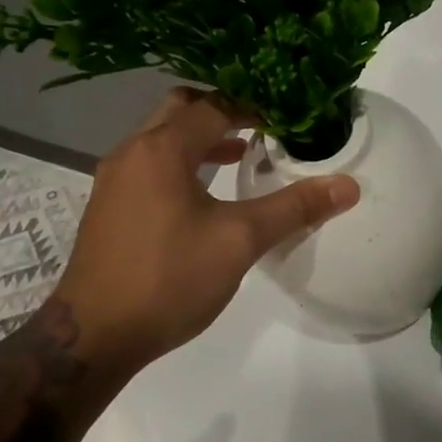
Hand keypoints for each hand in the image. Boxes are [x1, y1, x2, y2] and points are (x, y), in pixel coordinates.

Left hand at [52, 88, 359, 371]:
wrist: (94, 336)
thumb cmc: (168, 278)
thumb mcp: (240, 241)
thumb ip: (294, 207)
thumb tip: (348, 186)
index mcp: (161, 150)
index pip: (214, 106)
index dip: (253, 107)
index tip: (287, 119)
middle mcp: (132, 153)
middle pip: (181, 110)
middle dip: (223, 111)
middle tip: (263, 125)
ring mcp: (115, 180)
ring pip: (162, 138)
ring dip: (201, 138)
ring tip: (243, 153)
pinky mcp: (110, 207)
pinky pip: (151, 164)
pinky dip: (182, 162)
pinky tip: (208, 193)